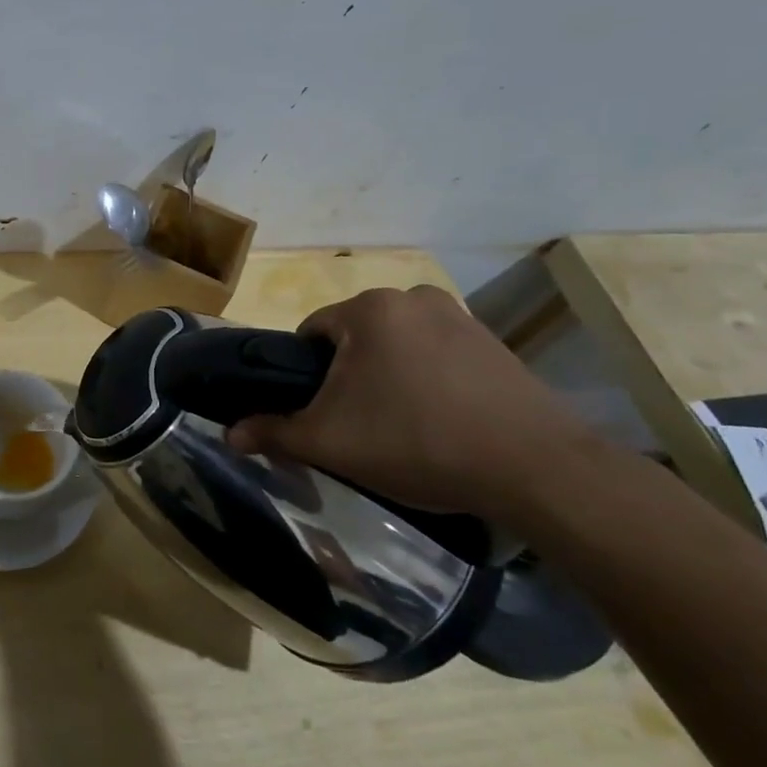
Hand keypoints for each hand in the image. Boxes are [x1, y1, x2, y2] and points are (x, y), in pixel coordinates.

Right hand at [225, 285, 598, 525]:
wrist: (537, 469)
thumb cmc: (417, 442)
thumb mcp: (331, 442)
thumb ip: (274, 432)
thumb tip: (230, 435)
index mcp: (368, 309)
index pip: (310, 333)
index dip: (305, 376)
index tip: (320, 413)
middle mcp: (412, 297)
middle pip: (354, 338)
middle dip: (348, 376)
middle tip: (359, 426)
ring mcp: (460, 316)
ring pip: (396, 346)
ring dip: (387, 376)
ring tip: (402, 427)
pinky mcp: (495, 342)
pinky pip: (437, 355)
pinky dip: (427, 380)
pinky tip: (441, 421)